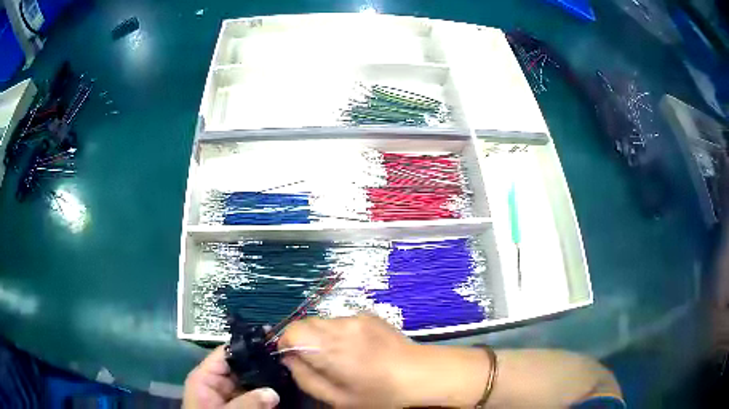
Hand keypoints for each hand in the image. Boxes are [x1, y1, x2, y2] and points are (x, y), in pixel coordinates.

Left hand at [183, 345, 279, 408]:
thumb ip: (246, 403)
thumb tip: (274, 392)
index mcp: (206, 376)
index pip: (226, 352)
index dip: (247, 346)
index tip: (271, 341)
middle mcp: (219, 382)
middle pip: (242, 366)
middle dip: (263, 364)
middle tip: (286, 359)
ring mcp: (231, 395)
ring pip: (252, 382)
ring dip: (269, 380)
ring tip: (290, 372)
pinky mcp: (241, 405)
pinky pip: (256, 397)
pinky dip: (268, 395)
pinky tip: (285, 390)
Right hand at [278, 314, 419, 407]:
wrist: (421, 374)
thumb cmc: (379, 394)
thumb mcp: (337, 398)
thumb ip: (305, 378)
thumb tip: (289, 359)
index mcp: (329, 347)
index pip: (291, 331)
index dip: (286, 344)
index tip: (294, 360)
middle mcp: (340, 325)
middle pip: (305, 323)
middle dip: (303, 341)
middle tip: (318, 362)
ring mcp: (357, 317)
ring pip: (323, 321)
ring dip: (322, 336)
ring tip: (342, 357)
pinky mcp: (370, 315)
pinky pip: (343, 321)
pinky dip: (340, 333)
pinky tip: (358, 349)